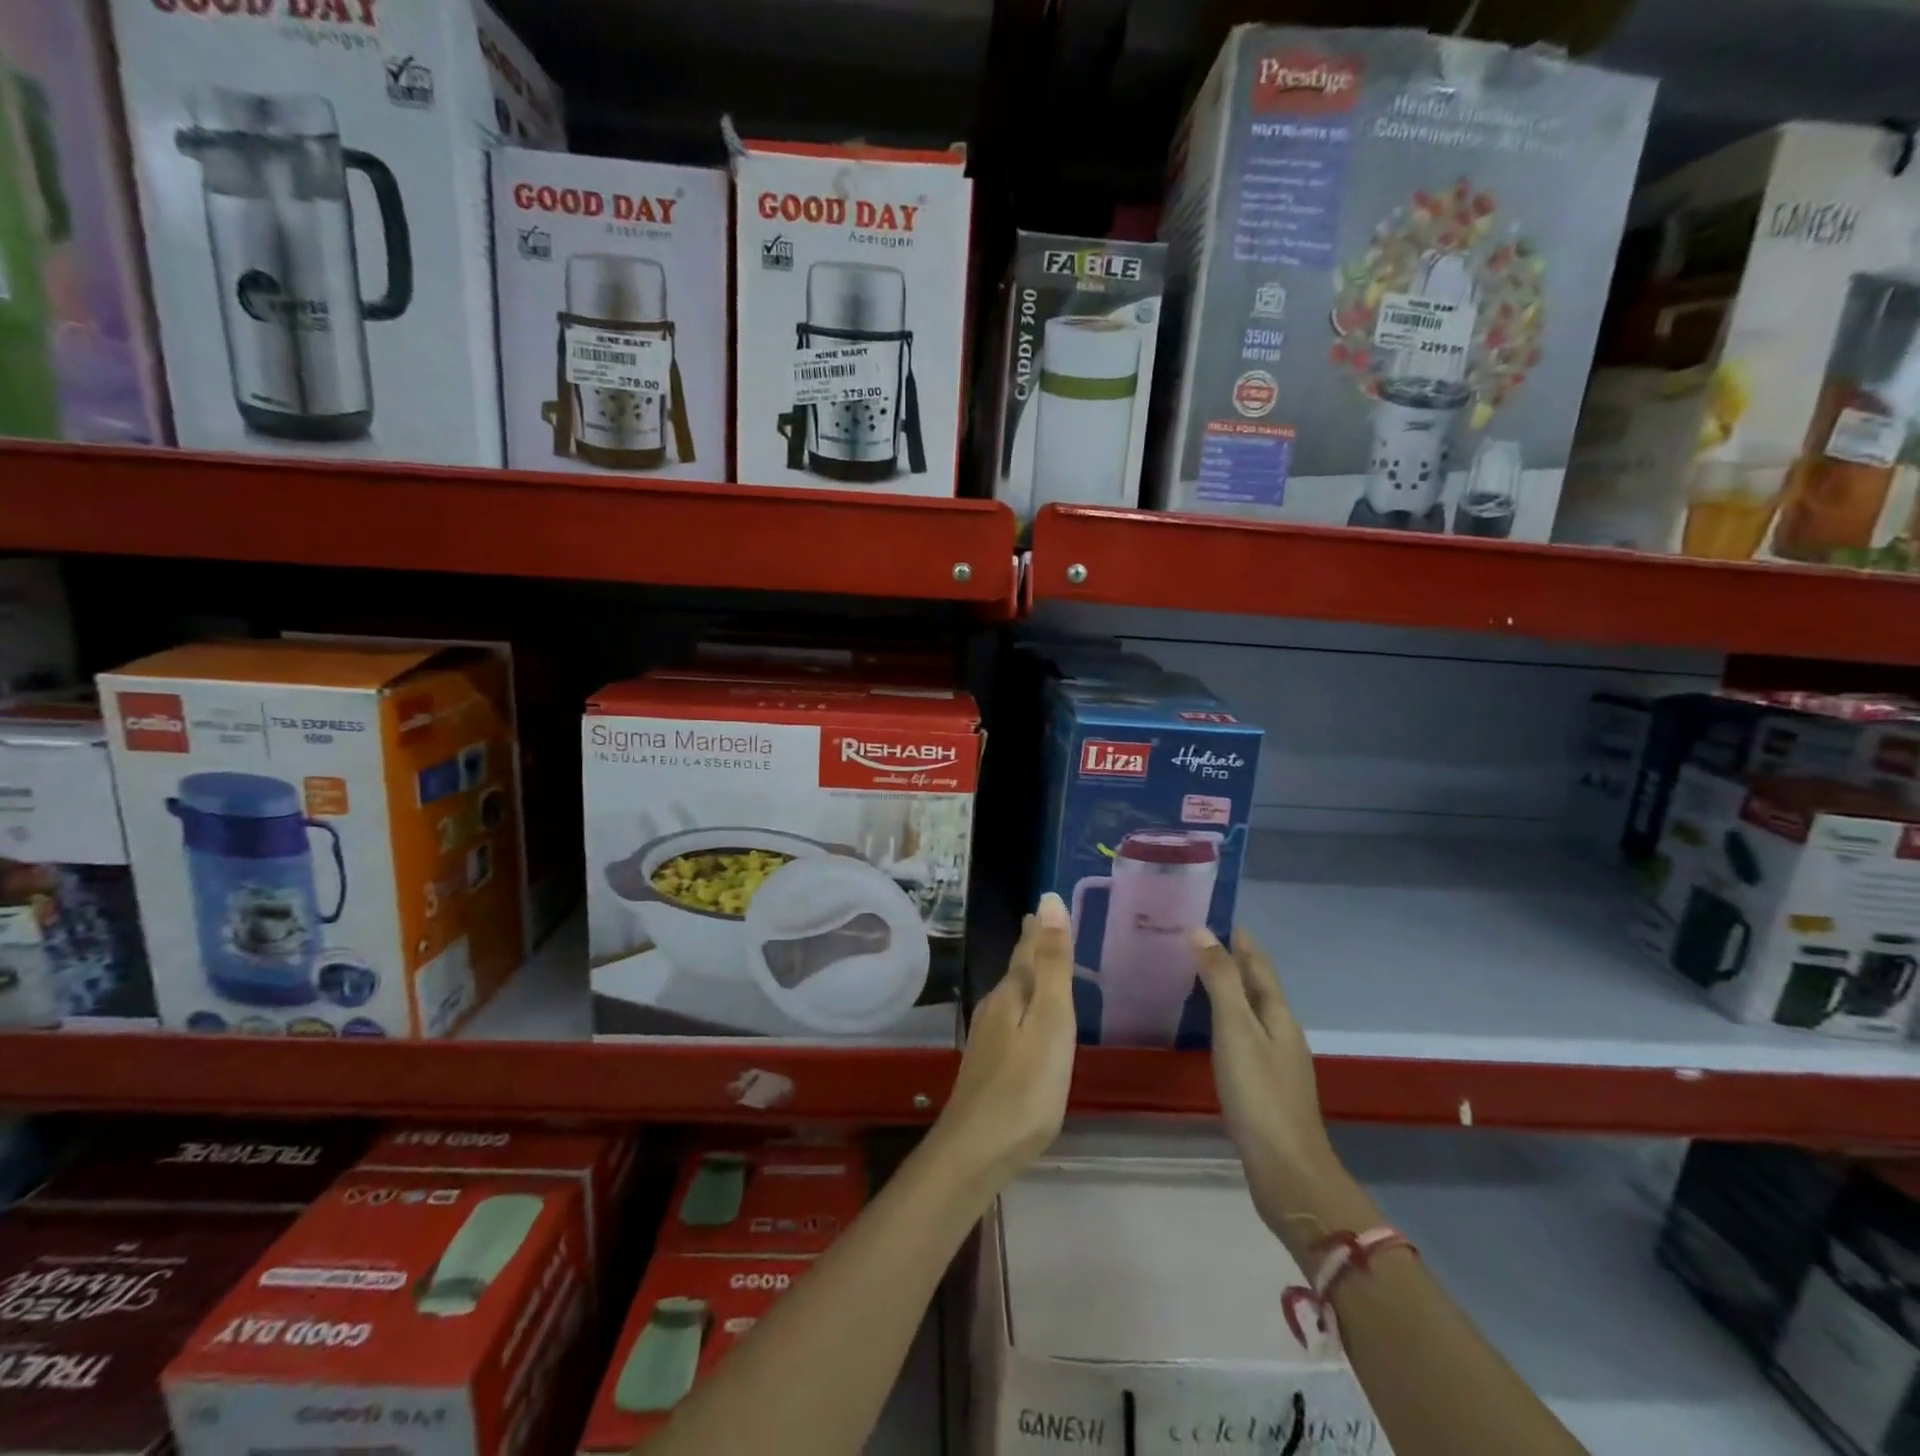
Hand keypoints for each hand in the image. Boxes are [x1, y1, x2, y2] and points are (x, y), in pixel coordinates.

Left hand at [928, 893, 1077, 1196]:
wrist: (977, 1150)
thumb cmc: (1026, 1086)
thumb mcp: (1050, 1020)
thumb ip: (1052, 964)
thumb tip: (1048, 901)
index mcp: (1011, 994)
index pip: (1026, 950)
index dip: (1038, 930)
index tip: (1043, 906)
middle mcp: (995, 1009)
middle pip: (1016, 971)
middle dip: (1030, 949)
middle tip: (1040, 927)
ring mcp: (988, 1039)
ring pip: (1011, 996)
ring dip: (1025, 977)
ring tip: (1038, 966)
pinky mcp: (989, 1066)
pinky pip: (1010, 1021)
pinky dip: (1022, 1008)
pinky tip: (1026, 1022)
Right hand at [1195, 928, 1338, 1241]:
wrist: (1286, 1170)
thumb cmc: (1259, 1094)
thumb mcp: (1235, 1030)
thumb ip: (1220, 981)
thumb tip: (1201, 930)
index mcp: (1278, 1013)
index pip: (1258, 962)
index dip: (1238, 937)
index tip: (1209, 911)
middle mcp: (1281, 1030)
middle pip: (1255, 984)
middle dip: (1228, 958)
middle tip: (1188, 938)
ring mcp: (1275, 1059)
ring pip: (1248, 1009)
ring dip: (1225, 988)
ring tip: (1189, 973)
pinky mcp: (1263, 1084)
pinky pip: (1241, 1034)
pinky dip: (1223, 1018)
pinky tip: (1204, 1026)